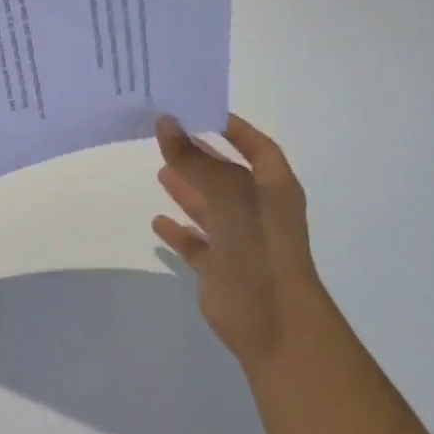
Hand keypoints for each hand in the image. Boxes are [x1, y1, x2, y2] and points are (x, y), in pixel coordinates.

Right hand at [153, 113, 320, 371]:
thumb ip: (195, 161)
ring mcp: (240, 241)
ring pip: (210, 207)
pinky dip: (179, 231)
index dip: (234, 128)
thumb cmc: (259, 248)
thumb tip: (166, 122)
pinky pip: (196, 244)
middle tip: (166, 135)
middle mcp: (259, 211)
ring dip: (187, 188)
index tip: (199, 111)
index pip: (257, 147)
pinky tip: (158, 221)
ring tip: (160, 169)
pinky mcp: (221, 268)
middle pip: (227, 174)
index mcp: (275, 189)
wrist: (273, 322)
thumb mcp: (227, 194)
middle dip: (201, 155)